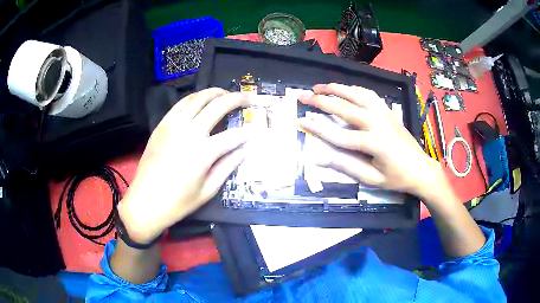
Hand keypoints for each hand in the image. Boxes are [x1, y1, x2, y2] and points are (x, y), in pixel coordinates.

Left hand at [118, 88, 249, 242]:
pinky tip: (200, 99)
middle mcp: (190, 132)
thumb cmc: (178, 202)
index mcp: (204, 152)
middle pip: (218, 106)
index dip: (247, 132)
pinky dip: (193, 98)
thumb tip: (245, 150)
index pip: (233, 135)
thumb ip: (228, 166)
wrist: (145, 201)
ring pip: (198, 98)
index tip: (255, 130)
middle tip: (247, 98)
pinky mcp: (162, 125)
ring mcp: (173, 125)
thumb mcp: (208, 190)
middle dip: (236, 99)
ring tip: (225, 93)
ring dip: (214, 92)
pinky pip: (180, 104)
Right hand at [298, 83, 443, 197]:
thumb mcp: (371, 179)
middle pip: (345, 108)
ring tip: (321, 86)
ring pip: (357, 94)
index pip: (339, 135)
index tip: (300, 120)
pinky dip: (354, 89)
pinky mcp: (388, 111)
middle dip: (322, 100)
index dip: (318, 128)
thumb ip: (346, 167)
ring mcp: (384, 114)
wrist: (421, 169)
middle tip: (304, 95)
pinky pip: (369, 94)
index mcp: (374, 143)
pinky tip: (346, 90)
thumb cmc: (397, 178)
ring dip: (338, 88)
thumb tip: (319, 159)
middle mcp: (378, 123)